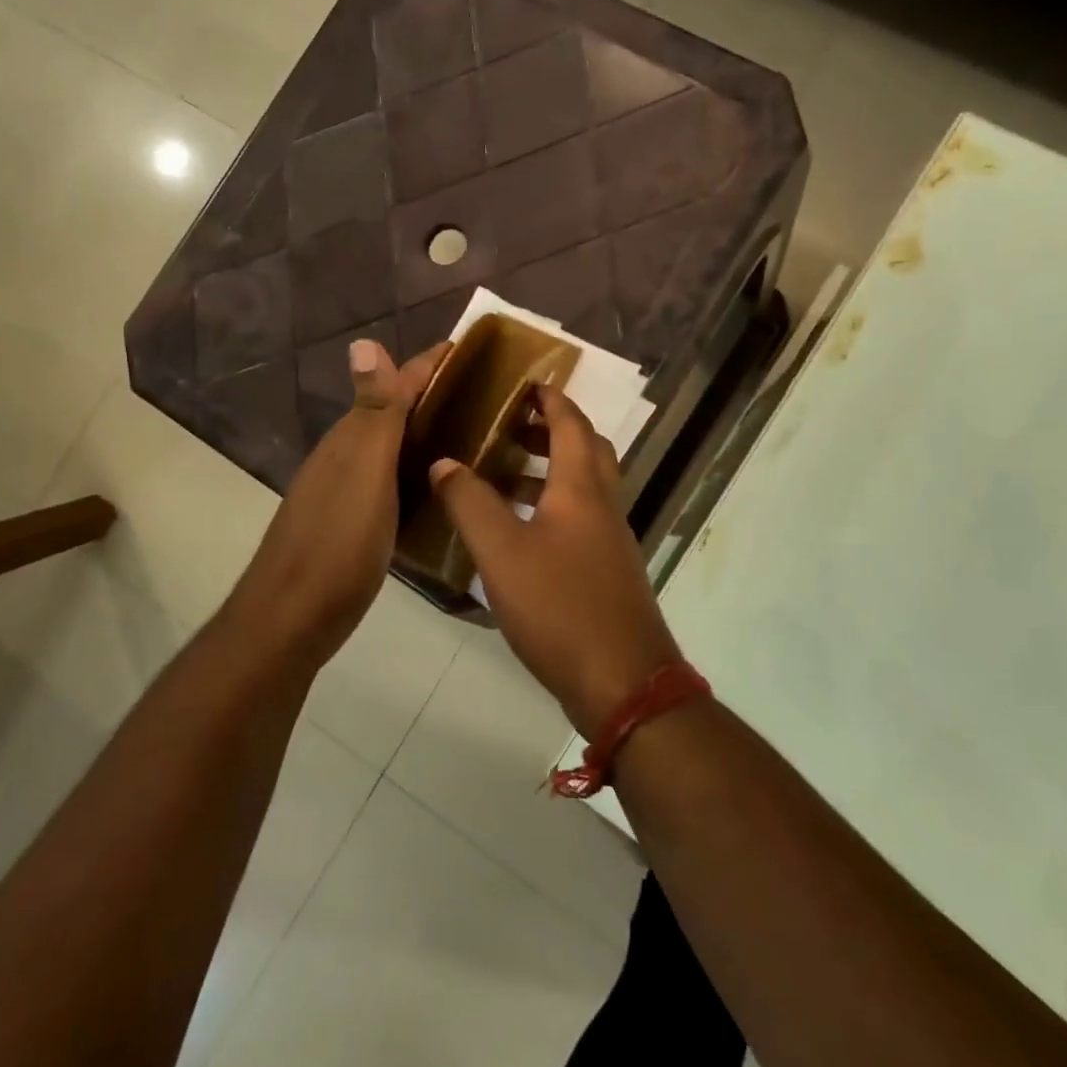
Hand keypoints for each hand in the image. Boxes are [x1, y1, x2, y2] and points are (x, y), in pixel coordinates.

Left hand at [230, 338, 447, 662]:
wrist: (293, 617)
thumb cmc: (337, 543)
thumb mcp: (364, 474)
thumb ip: (373, 413)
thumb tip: (364, 339)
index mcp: (351, 438)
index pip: (394, 385)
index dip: (430, 364)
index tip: (474, 347)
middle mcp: (346, 456)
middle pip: (393, 412)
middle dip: (434, 395)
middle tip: (489, 393)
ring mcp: (347, 491)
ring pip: (392, 446)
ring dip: (426, 431)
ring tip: (474, 431)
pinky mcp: (353, 522)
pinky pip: (392, 479)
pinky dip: (417, 469)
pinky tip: (439, 483)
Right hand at [429, 385, 680, 734]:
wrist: (623, 683)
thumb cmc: (560, 607)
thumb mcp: (501, 553)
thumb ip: (469, 503)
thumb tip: (443, 461)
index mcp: (582, 489)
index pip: (572, 424)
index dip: (551, 399)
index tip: (526, 382)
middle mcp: (604, 506)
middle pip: (587, 450)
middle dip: (552, 430)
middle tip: (511, 425)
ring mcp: (612, 541)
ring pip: (585, 487)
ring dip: (551, 470)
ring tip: (504, 474)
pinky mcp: (609, 572)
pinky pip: (583, 519)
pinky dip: (553, 506)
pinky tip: (519, 532)